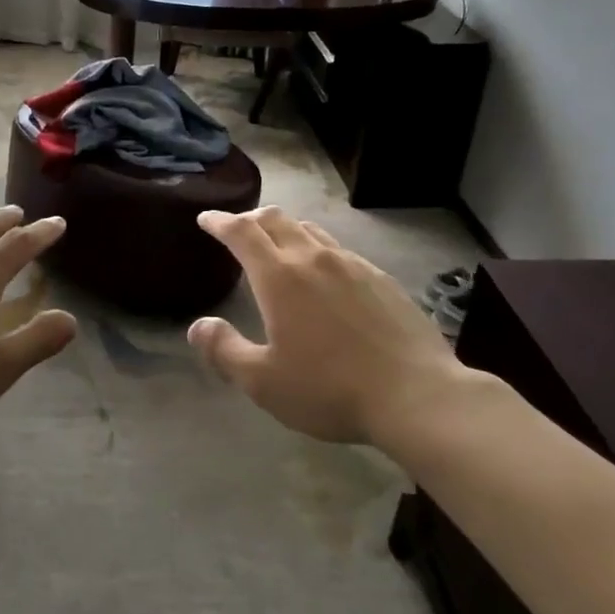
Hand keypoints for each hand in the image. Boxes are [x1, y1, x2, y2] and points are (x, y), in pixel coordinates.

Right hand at [187, 207, 486, 444]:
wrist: (416, 395)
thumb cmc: (330, 389)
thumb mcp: (263, 382)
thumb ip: (224, 350)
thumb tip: (198, 326)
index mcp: (279, 277)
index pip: (241, 232)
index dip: (220, 221)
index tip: (206, 218)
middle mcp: (314, 258)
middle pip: (276, 219)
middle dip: (251, 218)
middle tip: (238, 228)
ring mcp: (352, 264)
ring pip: (310, 230)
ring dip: (286, 229)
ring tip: (279, 245)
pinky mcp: (381, 278)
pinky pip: (340, 250)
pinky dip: (318, 249)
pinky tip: (326, 274)